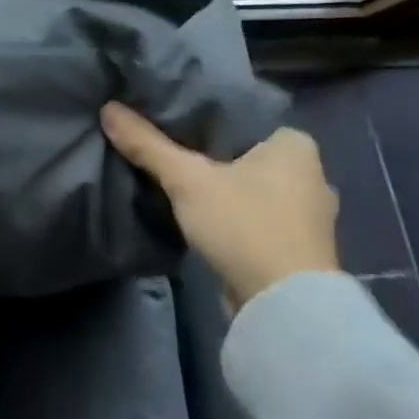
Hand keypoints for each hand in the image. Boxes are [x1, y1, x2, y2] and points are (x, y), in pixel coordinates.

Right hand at [101, 103, 340, 306]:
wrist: (284, 309)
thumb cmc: (245, 226)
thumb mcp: (186, 179)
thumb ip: (147, 144)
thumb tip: (108, 109)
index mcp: (295, 145)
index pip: (240, 117)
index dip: (202, 116)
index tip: (167, 116)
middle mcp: (311, 174)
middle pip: (242, 152)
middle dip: (207, 152)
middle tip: (164, 143)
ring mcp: (307, 214)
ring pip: (248, 184)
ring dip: (218, 185)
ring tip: (174, 176)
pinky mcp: (296, 246)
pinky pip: (253, 211)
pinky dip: (228, 210)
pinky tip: (198, 210)